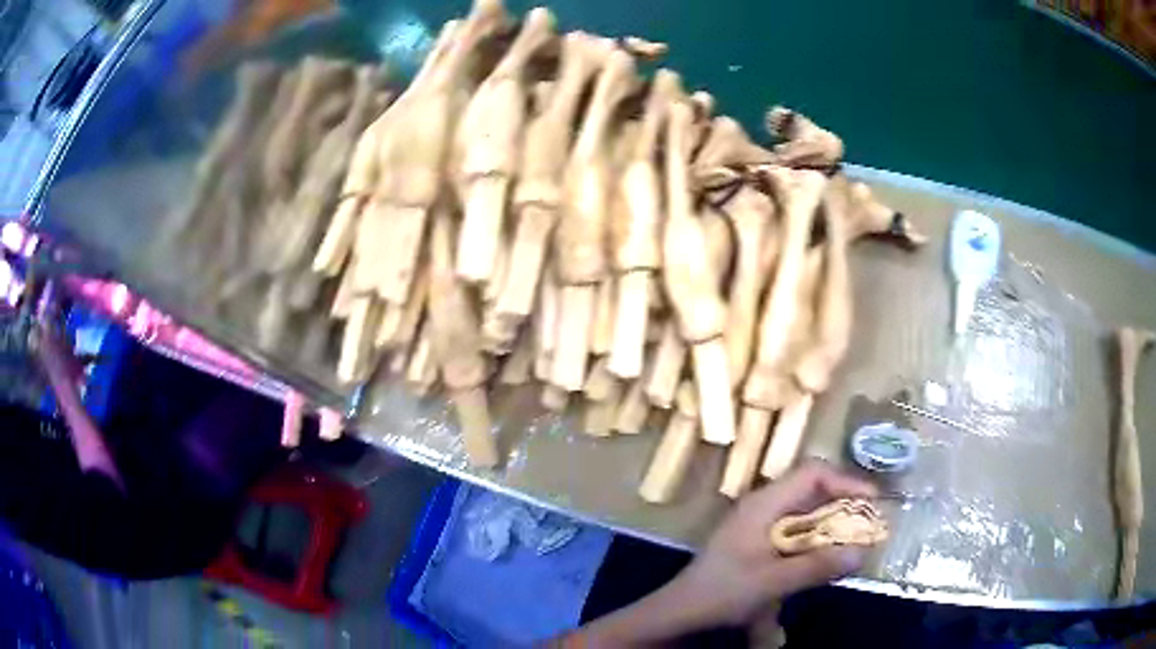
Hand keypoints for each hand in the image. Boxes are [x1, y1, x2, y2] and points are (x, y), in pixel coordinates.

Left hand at [671, 460, 877, 625]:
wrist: (680, 611)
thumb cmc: (723, 591)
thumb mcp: (773, 582)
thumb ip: (817, 566)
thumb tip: (861, 553)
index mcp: (764, 503)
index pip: (812, 473)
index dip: (846, 481)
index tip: (872, 500)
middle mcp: (763, 505)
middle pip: (811, 489)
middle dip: (843, 502)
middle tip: (869, 523)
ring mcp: (758, 523)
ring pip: (805, 510)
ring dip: (831, 522)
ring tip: (854, 539)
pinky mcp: (757, 542)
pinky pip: (795, 530)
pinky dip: (815, 538)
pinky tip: (825, 557)